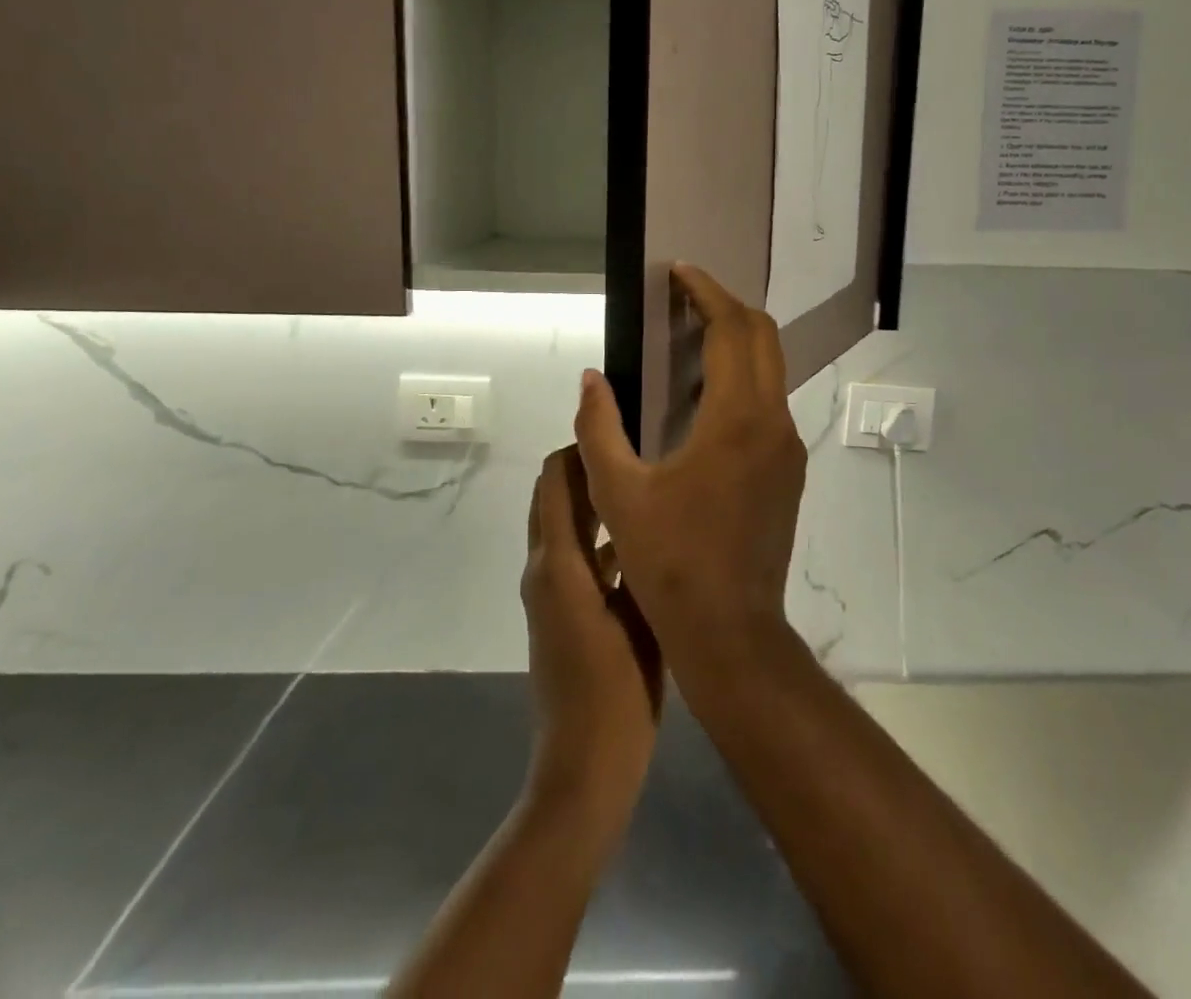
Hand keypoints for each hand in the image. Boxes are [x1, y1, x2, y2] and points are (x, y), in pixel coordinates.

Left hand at [521, 448, 662, 824]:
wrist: (585, 769)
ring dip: (594, 500)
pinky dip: (598, 536)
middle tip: (639, 445)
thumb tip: (646, 504)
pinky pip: (576, 557)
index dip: (579, 446)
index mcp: (558, 564)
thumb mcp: (637, 615)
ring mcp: (550, 595)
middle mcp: (545, 570)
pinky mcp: (561, 615)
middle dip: (586, 466)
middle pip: (554, 497)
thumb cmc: (616, 691)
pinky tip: (643, 538)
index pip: (556, 481)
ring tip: (646, 480)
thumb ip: (638, 557)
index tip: (620, 421)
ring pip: (566, 527)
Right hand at [573, 265, 807, 691]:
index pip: (732, 329)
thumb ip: (599, 428)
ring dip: (737, 343)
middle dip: (727, 307)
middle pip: (762, 337)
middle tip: (686, 297)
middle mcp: (774, 421)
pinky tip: (707, 397)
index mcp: (737, 418)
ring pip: (771, 369)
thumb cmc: (669, 563)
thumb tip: (591, 378)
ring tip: (691, 338)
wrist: (732, 630)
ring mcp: (788, 446)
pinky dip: (743, 379)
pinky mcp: (789, 469)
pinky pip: (770, 402)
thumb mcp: (619, 495)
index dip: (707, 292)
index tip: (680, 272)